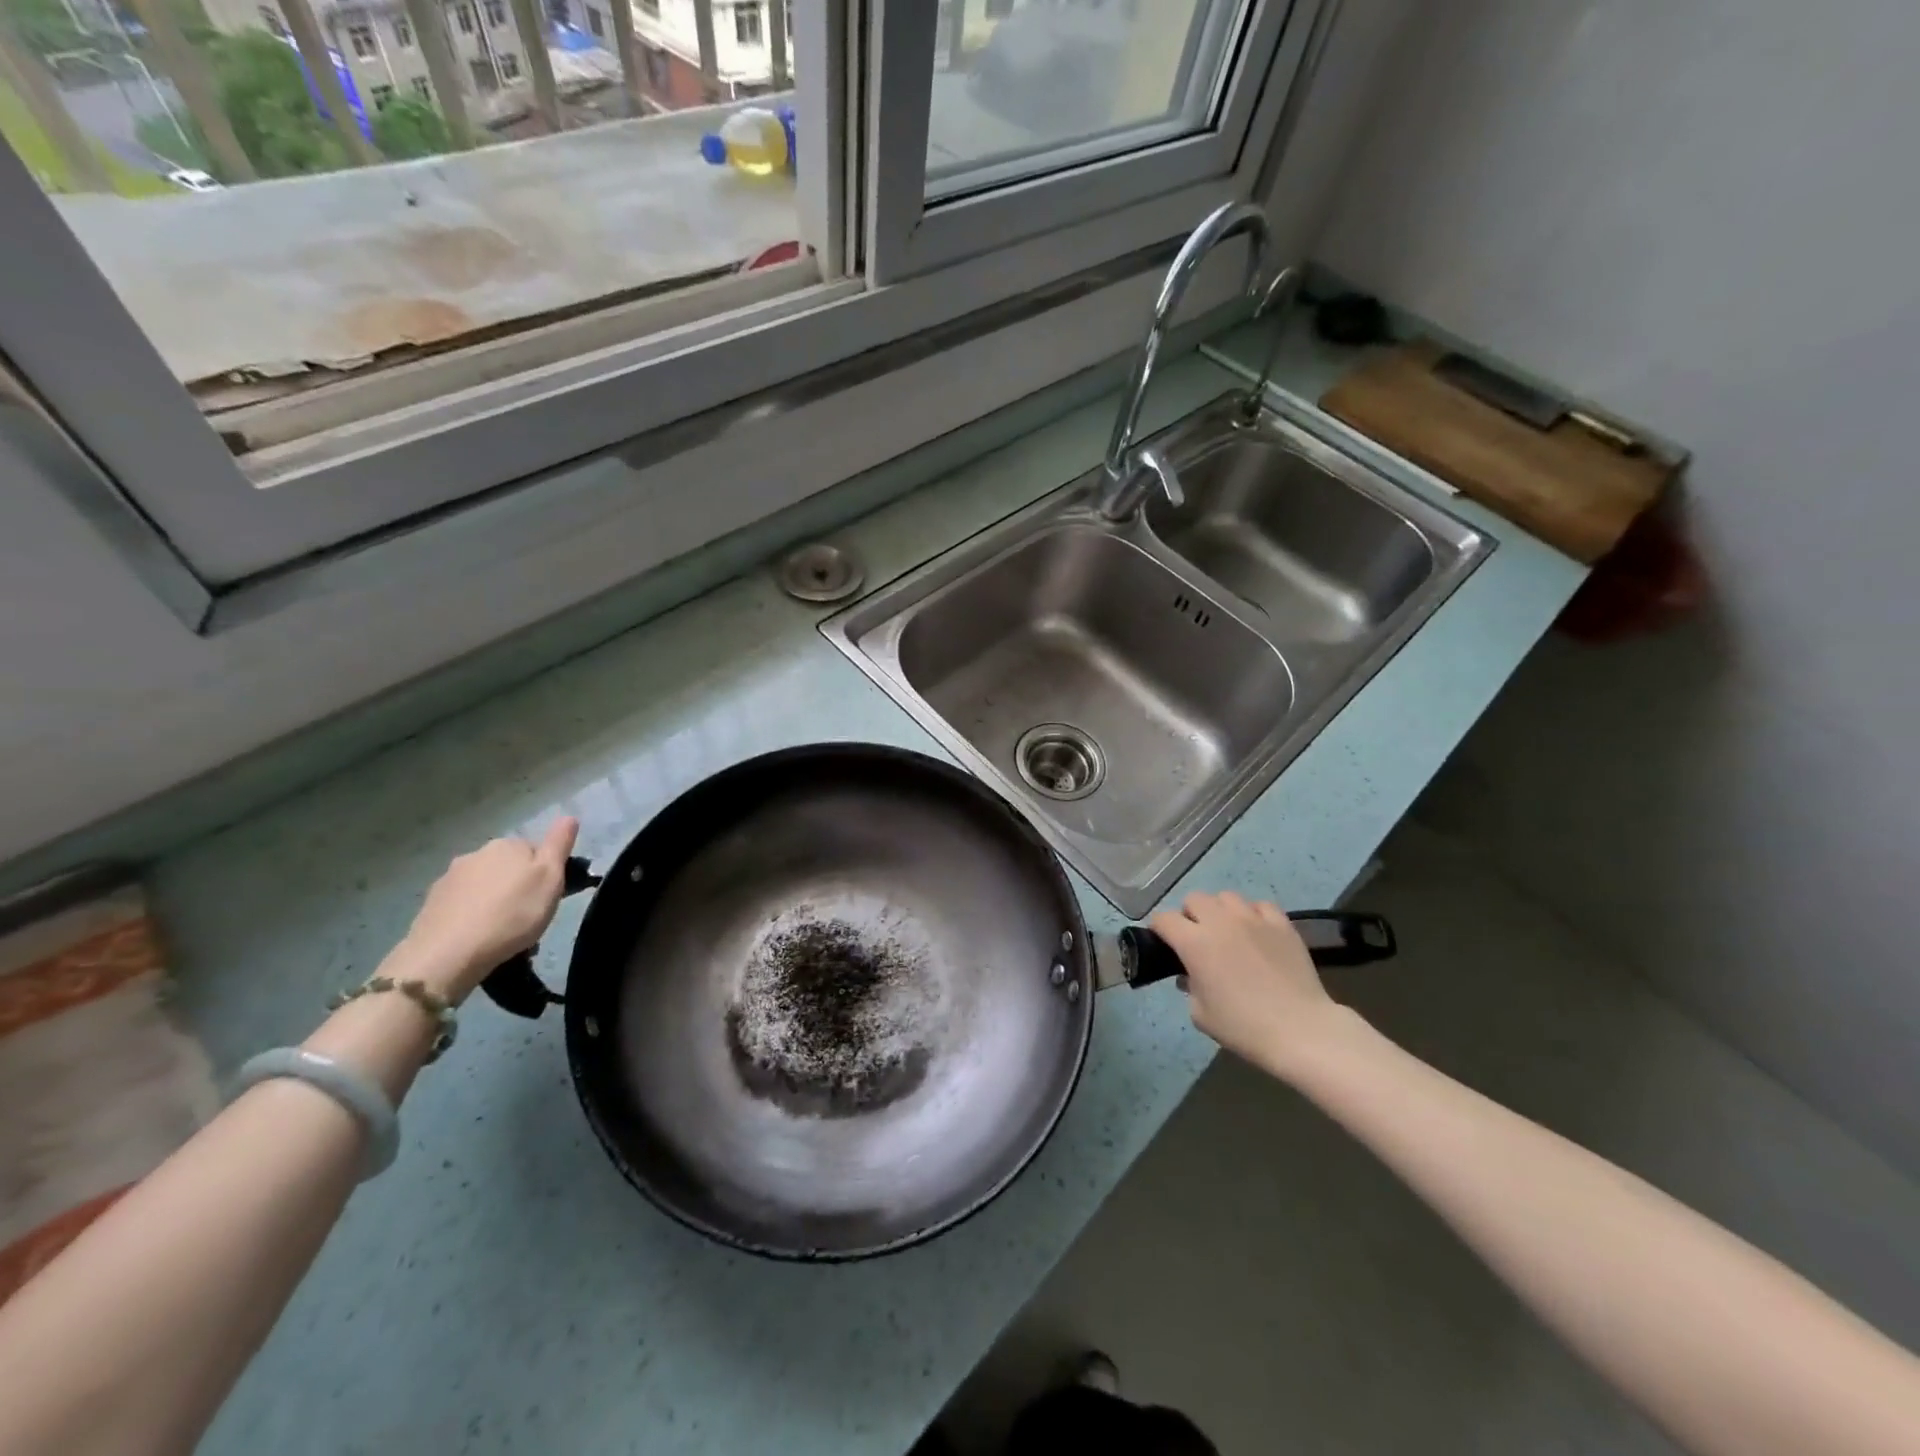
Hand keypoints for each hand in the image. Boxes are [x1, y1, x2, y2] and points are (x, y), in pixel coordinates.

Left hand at [397, 818, 578, 1000]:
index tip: (548, 897)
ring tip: (503, 933)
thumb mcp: (550, 878)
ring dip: (495, 902)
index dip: (545, 873)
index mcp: (507, 845)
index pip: (535, 851)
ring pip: (484, 887)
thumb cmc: (512, 914)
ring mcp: (449, 878)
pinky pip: (463, 906)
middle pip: (507, 868)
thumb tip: (569, 816)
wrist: (449, 953)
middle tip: (529, 917)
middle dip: (518, 887)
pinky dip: (473, 916)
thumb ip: (559, 845)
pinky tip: (478, 938)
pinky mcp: (431, 904)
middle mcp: (476, 854)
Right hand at [1149, 890, 1356, 1077]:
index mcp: (1194, 943)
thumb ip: (1189, 988)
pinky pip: (1260, 905)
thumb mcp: (1201, 1015)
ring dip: (1220, 911)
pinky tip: (1257, 932)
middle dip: (1189, 915)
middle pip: (1194, 899)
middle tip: (1196, 938)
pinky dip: (1253, 914)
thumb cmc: (1244, 1027)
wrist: (1301, 1031)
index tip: (1162, 942)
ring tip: (1228, 931)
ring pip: (1226, 896)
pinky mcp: (1282, 924)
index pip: (1164, 919)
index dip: (1158, 929)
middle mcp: (1220, 922)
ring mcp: (1253, 919)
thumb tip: (1190, 976)